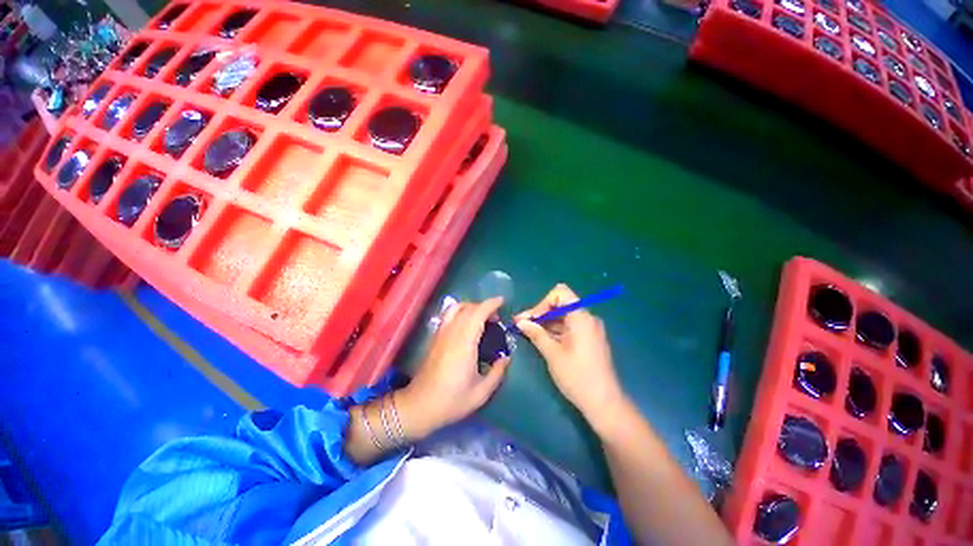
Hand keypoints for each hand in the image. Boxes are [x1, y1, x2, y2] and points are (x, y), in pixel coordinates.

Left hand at [398, 298, 510, 437]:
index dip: (490, 304)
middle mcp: (451, 333)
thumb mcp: (481, 393)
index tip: (502, 301)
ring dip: (471, 307)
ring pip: (455, 308)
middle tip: (496, 318)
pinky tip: (467, 325)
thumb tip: (506, 358)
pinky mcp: (435, 338)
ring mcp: (441, 334)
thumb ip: (497, 373)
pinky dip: (461, 312)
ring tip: (481, 318)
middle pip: (467, 308)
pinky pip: (449, 315)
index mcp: (464, 343)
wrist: (419, 406)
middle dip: (484, 306)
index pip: (477, 314)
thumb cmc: (451, 401)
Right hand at [515, 284, 625, 428]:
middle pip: (560, 304)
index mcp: (581, 317)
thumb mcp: (553, 354)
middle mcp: (587, 318)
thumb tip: (520, 322)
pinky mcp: (589, 339)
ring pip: (563, 316)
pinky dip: (555, 330)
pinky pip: (569, 327)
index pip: (560, 293)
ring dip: (546, 322)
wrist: (604, 404)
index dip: (542, 303)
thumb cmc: (577, 377)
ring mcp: (589, 329)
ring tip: (528, 332)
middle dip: (540, 313)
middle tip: (521, 324)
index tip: (530, 319)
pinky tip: (542, 339)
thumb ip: (536, 334)